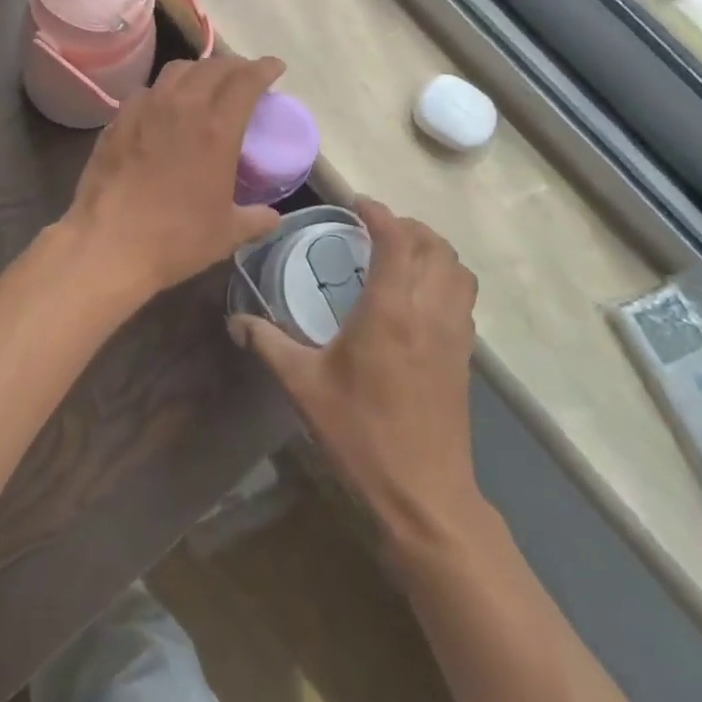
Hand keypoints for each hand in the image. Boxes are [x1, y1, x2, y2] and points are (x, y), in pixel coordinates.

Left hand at [61, 54, 285, 304]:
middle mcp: (181, 107)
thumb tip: (270, 216)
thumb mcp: (226, 233)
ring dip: (198, 71)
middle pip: (211, 67)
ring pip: (176, 71)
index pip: (246, 80)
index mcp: (216, 129)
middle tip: (244, 76)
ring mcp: (144, 110)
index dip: (264, 68)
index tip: (275, 67)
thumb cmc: (175, 239)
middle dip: (234, 66)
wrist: (108, 244)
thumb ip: (254, 219)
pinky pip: (146, 92)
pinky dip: (164, 91)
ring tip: (205, 84)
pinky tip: (163, 108)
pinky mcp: (117, 121)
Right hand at [229, 199, 483, 541]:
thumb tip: (236, 321)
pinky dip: (445, 278)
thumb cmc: (360, 434)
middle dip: (409, 226)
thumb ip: (268, 344)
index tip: (357, 205)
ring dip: (433, 250)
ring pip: (458, 271)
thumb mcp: (303, 385)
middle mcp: (429, 312)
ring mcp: (454, 335)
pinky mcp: (465, 357)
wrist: (423, 495)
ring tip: (401, 253)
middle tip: (376, 227)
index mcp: (390, 312)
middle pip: (436, 247)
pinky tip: (417, 296)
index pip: (397, 240)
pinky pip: (463, 297)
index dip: (380, 214)